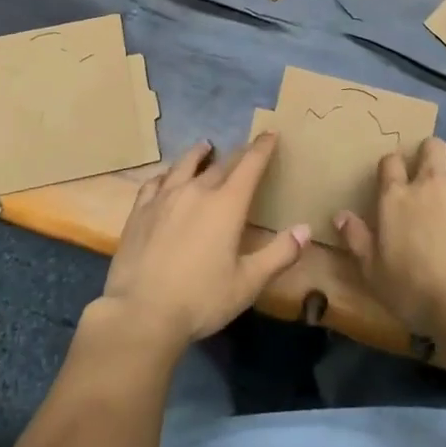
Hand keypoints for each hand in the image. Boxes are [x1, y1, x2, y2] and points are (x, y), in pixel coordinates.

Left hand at [100, 133, 307, 349]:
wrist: (141, 312)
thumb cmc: (201, 299)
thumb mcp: (248, 283)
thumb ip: (279, 254)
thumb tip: (305, 230)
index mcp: (226, 205)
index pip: (249, 166)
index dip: (262, 148)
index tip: (270, 134)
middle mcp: (196, 191)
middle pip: (220, 164)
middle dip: (236, 154)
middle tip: (245, 148)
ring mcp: (165, 198)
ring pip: (184, 165)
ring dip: (198, 154)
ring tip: (205, 146)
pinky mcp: (141, 210)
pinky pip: (156, 182)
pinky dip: (167, 174)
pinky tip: (166, 177)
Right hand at [336, 137, 445, 335]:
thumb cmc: (415, 290)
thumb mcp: (373, 272)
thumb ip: (356, 239)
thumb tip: (340, 215)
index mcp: (396, 197)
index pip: (390, 163)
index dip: (393, 165)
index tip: (396, 175)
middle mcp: (430, 182)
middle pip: (430, 147)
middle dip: (430, 153)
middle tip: (431, 169)